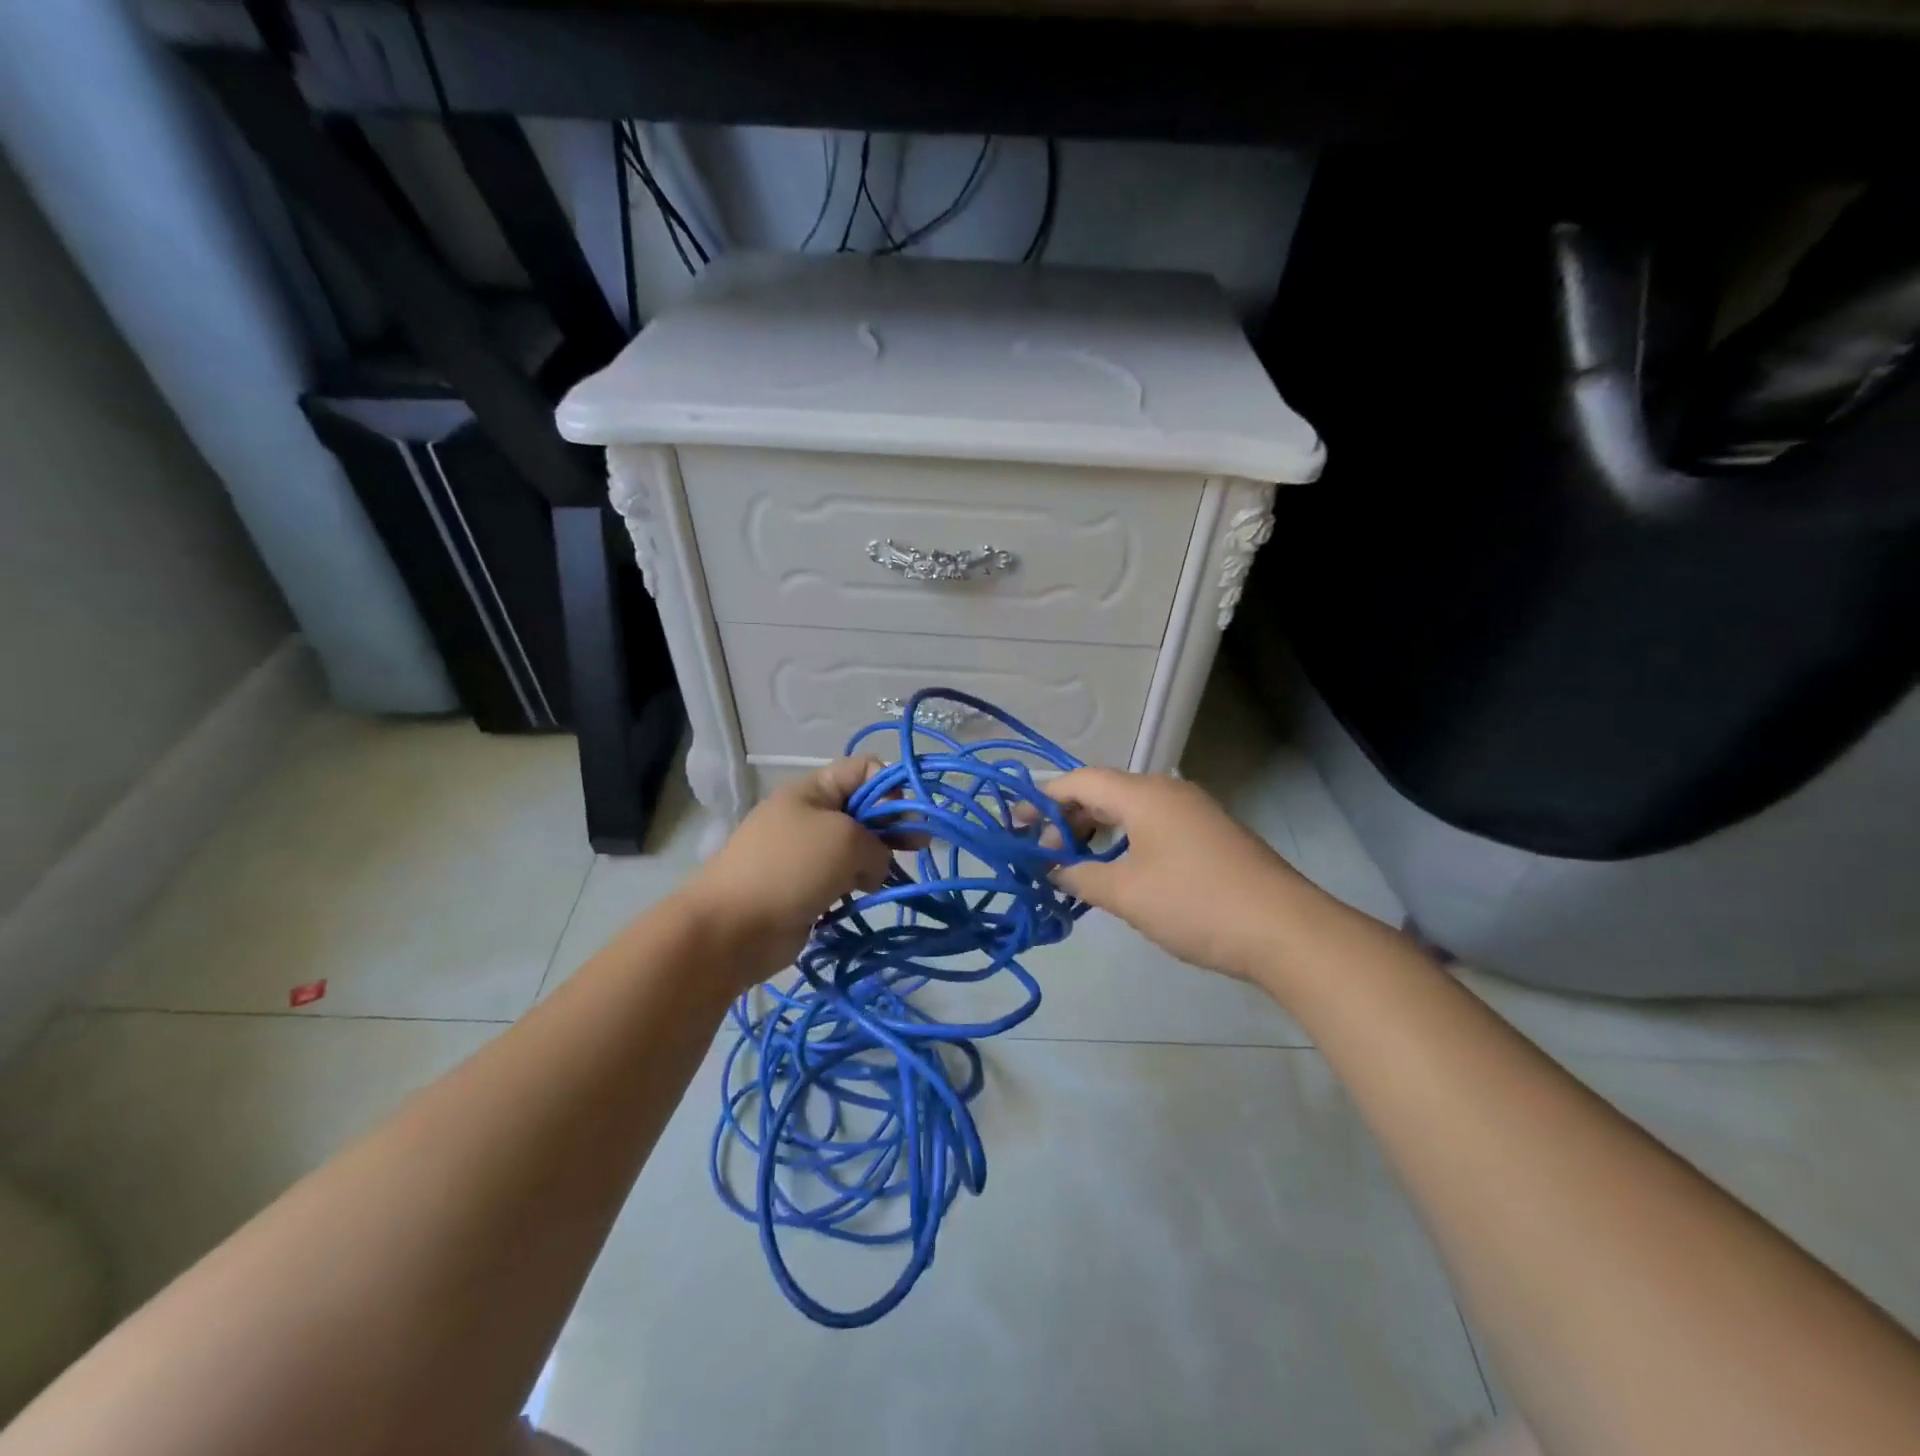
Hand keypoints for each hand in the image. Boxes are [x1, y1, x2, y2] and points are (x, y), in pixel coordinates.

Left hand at [682, 758, 894, 974]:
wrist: (733, 928)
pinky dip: (857, 886)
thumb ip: (879, 844)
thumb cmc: (791, 868)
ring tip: (888, 879)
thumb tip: (875, 868)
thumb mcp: (846, 840)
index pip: (863, 770)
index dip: (891, 786)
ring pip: (854, 849)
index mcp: (813, 791)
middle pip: (862, 810)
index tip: (909, 814)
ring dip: (876, 861)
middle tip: (920, 846)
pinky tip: (866, 897)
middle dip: (892, 825)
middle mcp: (809, 816)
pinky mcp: (804, 889)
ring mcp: (805, 854)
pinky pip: (841, 880)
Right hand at [1042, 767, 1303, 981]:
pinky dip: (1123, 841)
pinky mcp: (1208, 836)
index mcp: (1144, 794)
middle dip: (1067, 817)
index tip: (1013, 823)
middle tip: (1042, 851)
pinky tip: (1116, 871)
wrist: (1285, 930)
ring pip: (1129, 810)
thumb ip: (1081, 877)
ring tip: (1074, 863)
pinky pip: (1151, 826)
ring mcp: (1192, 813)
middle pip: (1103, 792)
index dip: (1042, 798)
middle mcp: (1167, 792)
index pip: (1079, 781)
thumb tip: (1055, 869)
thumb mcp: (1127, 894)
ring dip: (1096, 831)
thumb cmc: (1196, 904)